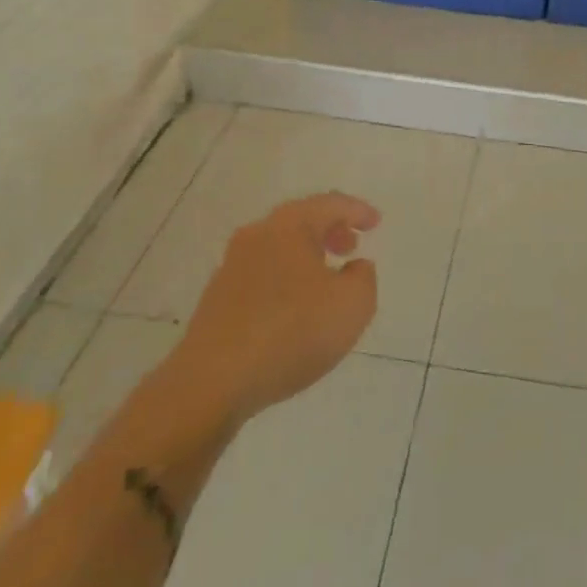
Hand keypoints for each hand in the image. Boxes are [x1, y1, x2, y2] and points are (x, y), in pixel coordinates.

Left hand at [167, 192, 380, 427]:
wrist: (211, 383)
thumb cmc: (290, 332)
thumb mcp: (352, 306)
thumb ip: (364, 279)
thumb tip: (354, 268)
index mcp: (289, 226)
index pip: (330, 204)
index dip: (356, 211)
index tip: (375, 222)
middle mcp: (257, 235)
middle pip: (300, 220)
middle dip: (329, 230)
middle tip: (351, 246)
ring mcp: (231, 267)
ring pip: (279, 247)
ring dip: (306, 255)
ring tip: (326, 279)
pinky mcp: (217, 299)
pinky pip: (262, 274)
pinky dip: (285, 278)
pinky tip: (294, 308)